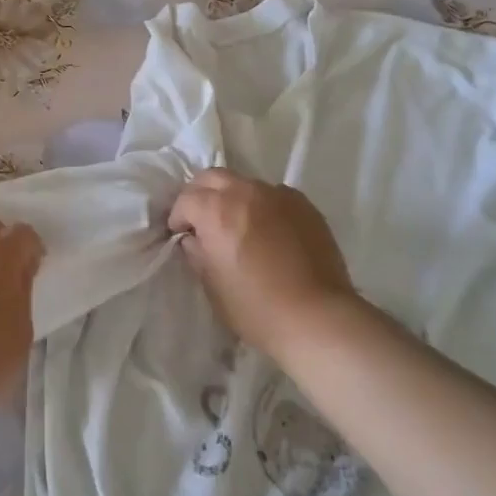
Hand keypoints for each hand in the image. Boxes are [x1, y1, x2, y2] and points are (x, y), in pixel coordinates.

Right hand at [168, 168, 365, 360]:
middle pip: (213, 177)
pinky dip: (262, 206)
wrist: (317, 318)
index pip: (186, 199)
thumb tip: (194, 238)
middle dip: (201, 195)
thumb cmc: (256, 307)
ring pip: (245, 183)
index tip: (181, 234)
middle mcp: (246, 192)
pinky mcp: (304, 205)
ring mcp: (278, 195)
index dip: (178, 217)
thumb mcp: (212, 284)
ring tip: (237, 225)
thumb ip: (197, 252)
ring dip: (232, 198)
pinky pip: (274, 195)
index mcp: (217, 210)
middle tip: (202, 220)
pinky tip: (268, 230)